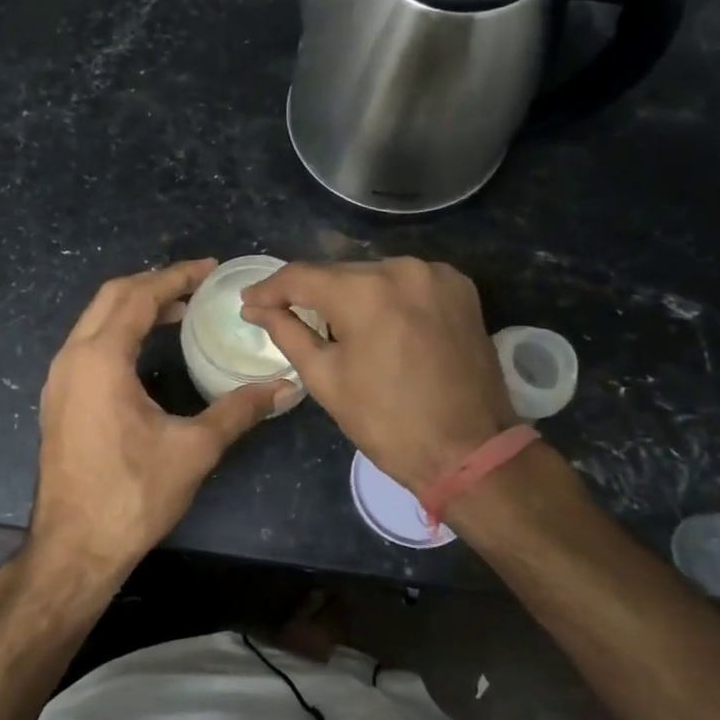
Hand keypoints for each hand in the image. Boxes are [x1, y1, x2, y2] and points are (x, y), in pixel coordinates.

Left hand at [32, 260, 291, 589]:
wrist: (73, 548)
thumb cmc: (132, 495)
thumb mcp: (193, 449)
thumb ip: (239, 410)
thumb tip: (286, 387)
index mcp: (100, 358)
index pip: (139, 296)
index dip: (177, 277)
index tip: (211, 269)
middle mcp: (72, 357)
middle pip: (112, 297)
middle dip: (155, 284)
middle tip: (198, 286)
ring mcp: (59, 378)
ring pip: (96, 320)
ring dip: (136, 307)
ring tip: (180, 311)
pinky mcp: (59, 398)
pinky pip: (89, 344)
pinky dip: (120, 331)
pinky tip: (148, 348)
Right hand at [241, 257, 515, 492]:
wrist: (470, 451)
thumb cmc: (387, 422)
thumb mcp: (325, 378)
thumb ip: (287, 332)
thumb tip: (254, 307)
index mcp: (364, 291)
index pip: (301, 276)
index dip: (269, 288)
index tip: (249, 302)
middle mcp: (401, 268)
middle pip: (338, 272)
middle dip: (309, 293)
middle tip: (283, 313)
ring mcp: (435, 274)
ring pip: (373, 274)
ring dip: (348, 293)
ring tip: (332, 322)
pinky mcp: (460, 287)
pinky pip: (406, 281)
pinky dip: (385, 295)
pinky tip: (377, 320)